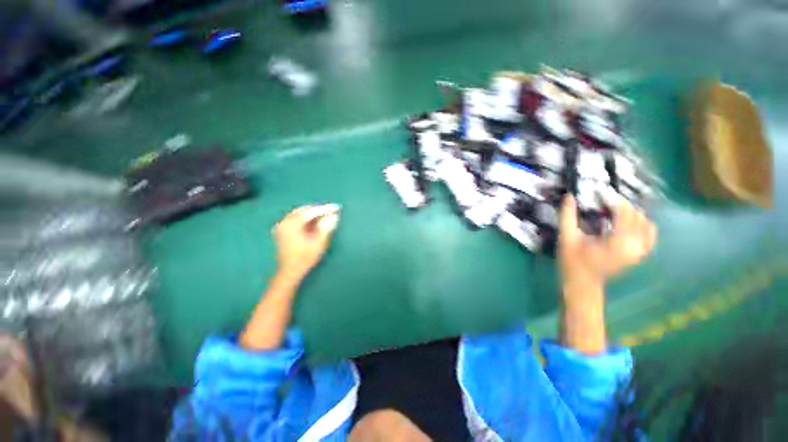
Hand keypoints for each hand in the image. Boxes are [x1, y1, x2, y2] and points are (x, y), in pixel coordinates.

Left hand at [273, 205, 339, 281]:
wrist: (290, 272)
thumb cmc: (305, 258)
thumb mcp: (319, 243)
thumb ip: (326, 227)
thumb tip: (334, 215)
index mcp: (292, 224)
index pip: (311, 211)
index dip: (325, 209)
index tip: (337, 207)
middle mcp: (284, 222)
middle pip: (304, 210)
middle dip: (318, 210)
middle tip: (332, 211)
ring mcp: (282, 226)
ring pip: (299, 214)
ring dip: (313, 214)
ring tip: (325, 215)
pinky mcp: (283, 231)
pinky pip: (296, 219)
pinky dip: (306, 218)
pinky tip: (315, 222)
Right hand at [559, 194, 656, 287]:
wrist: (583, 283)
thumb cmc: (572, 261)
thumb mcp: (567, 237)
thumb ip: (567, 216)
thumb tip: (569, 196)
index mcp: (618, 241)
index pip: (624, 212)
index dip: (613, 199)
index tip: (599, 193)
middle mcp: (635, 245)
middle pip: (636, 215)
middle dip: (620, 205)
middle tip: (602, 202)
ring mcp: (640, 251)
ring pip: (645, 222)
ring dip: (630, 214)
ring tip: (612, 212)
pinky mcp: (640, 254)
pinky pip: (650, 234)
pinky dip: (641, 224)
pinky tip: (628, 223)